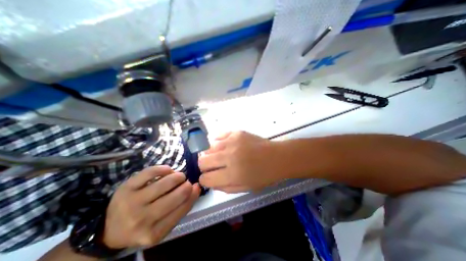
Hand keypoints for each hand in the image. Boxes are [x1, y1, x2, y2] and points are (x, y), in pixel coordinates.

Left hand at [102, 165, 200, 247]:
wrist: (109, 230)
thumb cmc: (142, 226)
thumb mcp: (162, 227)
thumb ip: (181, 209)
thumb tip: (196, 188)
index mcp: (154, 233)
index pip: (183, 208)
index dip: (193, 194)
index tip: (196, 186)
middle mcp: (142, 219)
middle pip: (176, 195)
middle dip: (186, 184)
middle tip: (185, 182)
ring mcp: (132, 202)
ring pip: (165, 183)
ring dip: (177, 176)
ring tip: (178, 176)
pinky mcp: (126, 188)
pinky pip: (150, 172)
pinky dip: (164, 169)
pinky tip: (168, 170)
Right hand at [197, 131, 285, 192]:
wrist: (277, 157)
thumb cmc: (264, 175)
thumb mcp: (245, 188)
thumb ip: (224, 187)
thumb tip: (210, 181)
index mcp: (232, 174)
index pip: (205, 178)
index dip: (205, 179)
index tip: (209, 178)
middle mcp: (229, 157)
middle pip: (202, 161)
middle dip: (204, 167)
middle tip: (213, 167)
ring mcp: (232, 142)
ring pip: (208, 148)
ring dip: (211, 154)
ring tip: (220, 156)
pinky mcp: (236, 133)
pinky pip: (218, 136)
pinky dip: (218, 142)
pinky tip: (224, 146)